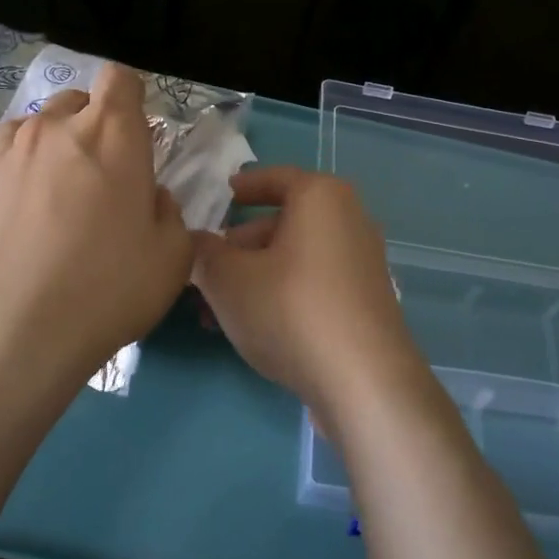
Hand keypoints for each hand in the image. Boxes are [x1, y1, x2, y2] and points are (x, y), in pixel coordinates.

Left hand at [0, 62, 194, 396]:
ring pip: (41, 124)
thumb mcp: (172, 255)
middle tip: (106, 174)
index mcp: (113, 133)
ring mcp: (11, 151)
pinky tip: (29, 204)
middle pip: (80, 99)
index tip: (139, 138)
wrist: (13, 329)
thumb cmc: (107, 286)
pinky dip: (24, 164)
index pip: (121, 79)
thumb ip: (168, 211)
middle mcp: (58, 127)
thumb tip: (148, 197)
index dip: (133, 100)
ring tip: (63, 190)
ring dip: (58, 143)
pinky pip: (10, 152)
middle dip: (97, 124)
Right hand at [191, 166, 429, 422]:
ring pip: (294, 258)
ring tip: (212, 310)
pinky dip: (280, 292)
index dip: (244, 187)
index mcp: (321, 197)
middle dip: (238, 247)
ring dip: (252, 277)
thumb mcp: (228, 279)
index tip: (222, 194)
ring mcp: (361, 262)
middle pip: (282, 223)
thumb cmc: (290, 309)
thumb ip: (203, 253)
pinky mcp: (365, 300)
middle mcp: (349, 219)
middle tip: (203, 270)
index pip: (275, 179)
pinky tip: (249, 326)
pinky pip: (313, 283)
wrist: (362, 380)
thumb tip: (193, 241)